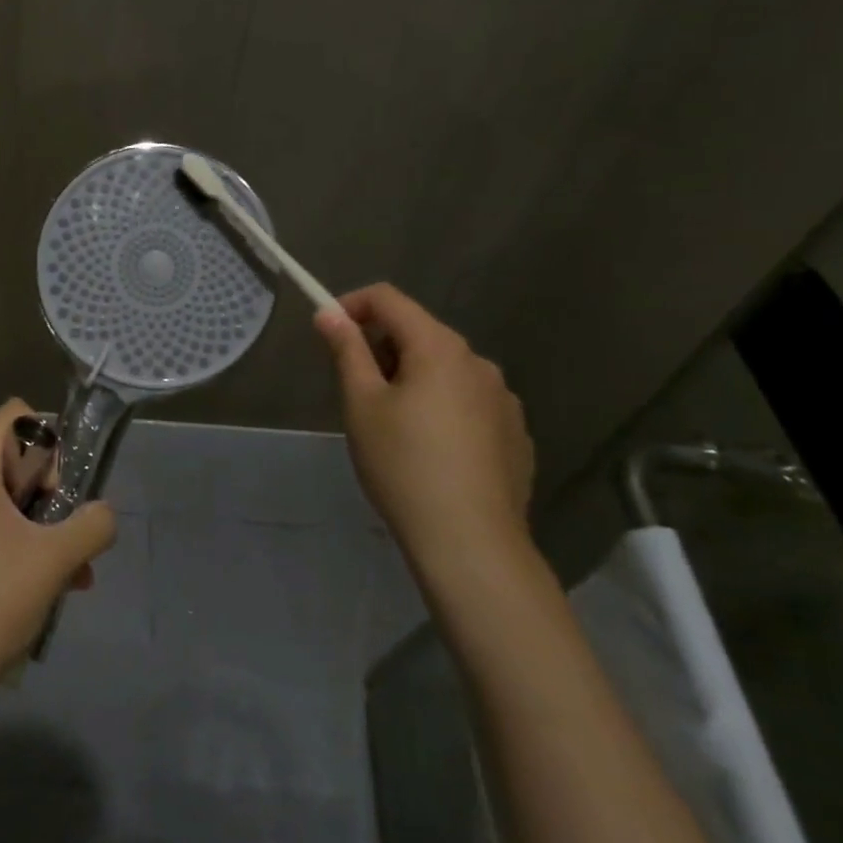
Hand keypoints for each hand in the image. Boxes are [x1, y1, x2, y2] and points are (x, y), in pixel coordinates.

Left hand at [0, 400, 116, 691]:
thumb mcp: (56, 560)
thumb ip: (93, 525)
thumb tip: (104, 514)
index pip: (15, 415)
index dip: (46, 442)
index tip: (56, 489)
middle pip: (13, 456)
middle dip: (50, 491)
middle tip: (63, 533)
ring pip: (7, 496)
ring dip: (43, 525)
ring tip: (73, 572)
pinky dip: (22, 541)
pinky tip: (51, 584)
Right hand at [315, 284, 533, 570]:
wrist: (471, 543)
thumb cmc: (403, 465)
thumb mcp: (361, 404)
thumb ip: (347, 350)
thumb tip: (329, 313)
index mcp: (439, 347)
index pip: (389, 299)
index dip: (352, 305)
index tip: (328, 332)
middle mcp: (478, 362)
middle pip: (419, 333)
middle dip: (381, 347)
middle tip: (354, 389)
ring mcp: (504, 399)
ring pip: (445, 369)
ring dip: (412, 378)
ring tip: (390, 425)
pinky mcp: (515, 434)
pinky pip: (468, 402)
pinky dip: (441, 407)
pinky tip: (430, 451)